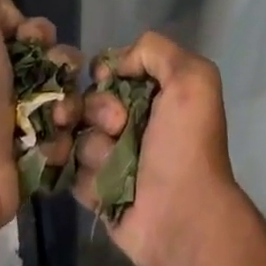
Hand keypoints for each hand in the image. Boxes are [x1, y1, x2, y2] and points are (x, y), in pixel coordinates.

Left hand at [0, 0, 80, 240]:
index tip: (36, 41)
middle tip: (57, 77)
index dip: (40, 33)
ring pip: (69, 98)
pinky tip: (51, 142)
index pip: (32, 34)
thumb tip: (19, 25)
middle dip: (64, 65)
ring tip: (59, 116)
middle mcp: (3, 88)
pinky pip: (69, 136)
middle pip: (57, 64)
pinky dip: (64, 136)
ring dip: (70, 102)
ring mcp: (22, 124)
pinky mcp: (39, 157)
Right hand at [73, 31, 236, 265]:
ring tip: (111, 159)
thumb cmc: (186, 143)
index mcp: (157, 93)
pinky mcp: (97, 189)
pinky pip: (74, 171)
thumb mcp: (192, 78)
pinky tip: (99, 182)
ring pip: (79, 135)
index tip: (104, 78)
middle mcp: (134, 121)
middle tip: (118, 125)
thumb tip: (115, 64)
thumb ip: (155, 51)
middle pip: (89, 100)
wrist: (182, 214)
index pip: (112, 69)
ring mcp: (114, 157)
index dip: (104, 71)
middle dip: (97, 108)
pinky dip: (86, 175)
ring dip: (94, 145)